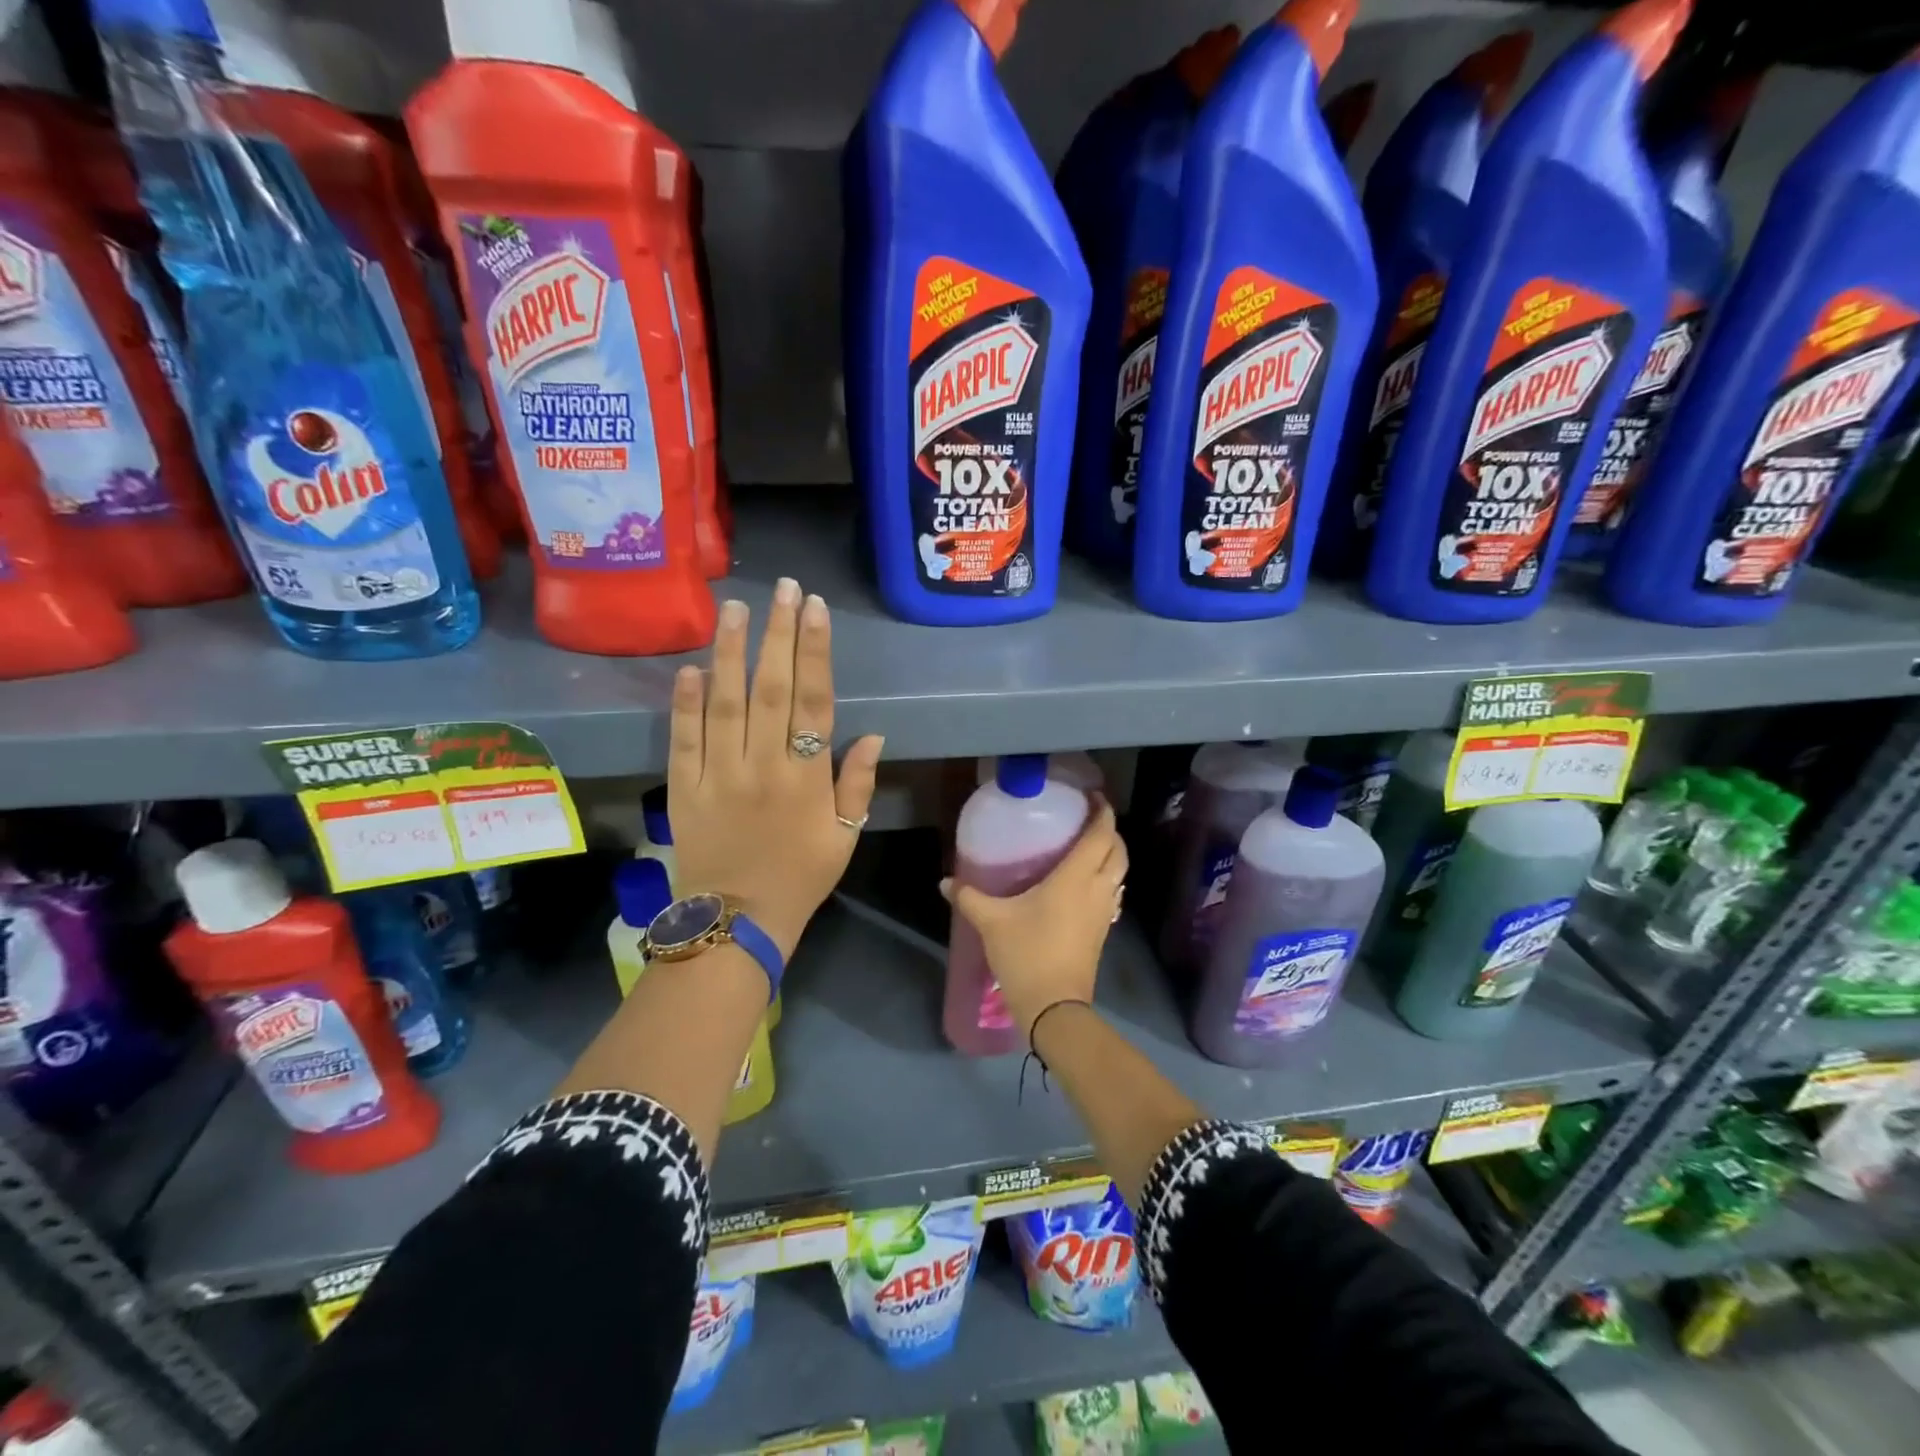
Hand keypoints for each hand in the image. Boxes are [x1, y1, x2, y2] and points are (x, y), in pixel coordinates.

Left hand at [667, 581, 883, 958]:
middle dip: (778, 634)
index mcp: (806, 778)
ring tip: (734, 608)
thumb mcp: (845, 837)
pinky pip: (684, 739)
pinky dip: (685, 703)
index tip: (815, 609)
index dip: (815, 652)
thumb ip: (857, 784)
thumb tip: (872, 734)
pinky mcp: (684, 788)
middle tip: (782, 589)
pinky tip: (690, 667)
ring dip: (730, 653)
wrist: (737, 922)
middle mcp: (763, 766)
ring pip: (725, 703)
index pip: (814, 701)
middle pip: (770, 689)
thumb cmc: (800, 878)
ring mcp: (719, 775)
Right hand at [940, 801, 1127, 1039]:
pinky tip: (1082, 885)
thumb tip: (945, 881)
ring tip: (1086, 848)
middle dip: (1109, 831)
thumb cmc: (1027, 953)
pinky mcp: (1103, 931)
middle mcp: (1098, 889)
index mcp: (1076, 877)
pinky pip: (1112, 893)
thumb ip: (969, 897)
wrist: (1055, 1007)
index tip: (1093, 797)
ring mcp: (1105, 912)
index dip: (1102, 812)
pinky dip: (1105, 879)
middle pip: (1118, 850)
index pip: (1101, 834)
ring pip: (1120, 873)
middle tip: (1087, 821)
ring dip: (1111, 856)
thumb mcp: (992, 922)